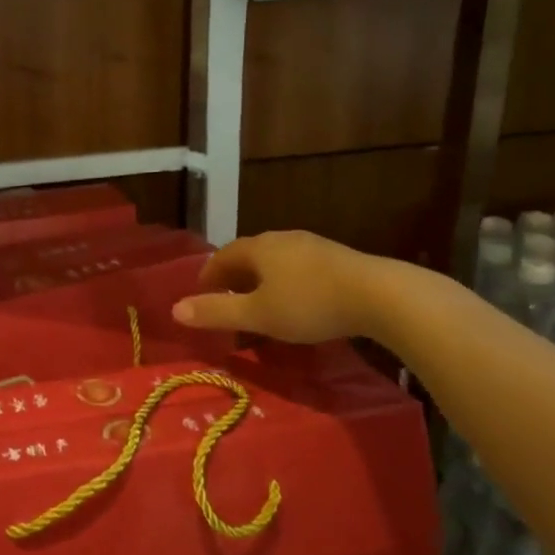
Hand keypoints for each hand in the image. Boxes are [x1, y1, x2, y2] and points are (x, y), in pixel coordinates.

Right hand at [171, 231, 386, 342]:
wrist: (379, 295)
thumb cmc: (309, 304)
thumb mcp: (258, 314)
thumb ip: (216, 312)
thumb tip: (175, 310)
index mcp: (258, 248)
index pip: (222, 255)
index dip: (208, 275)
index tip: (200, 295)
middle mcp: (282, 239)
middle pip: (248, 255)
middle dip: (234, 277)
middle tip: (226, 300)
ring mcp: (312, 246)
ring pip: (275, 261)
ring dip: (260, 280)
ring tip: (259, 303)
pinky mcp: (336, 258)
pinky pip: (298, 268)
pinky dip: (285, 283)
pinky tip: (295, 302)